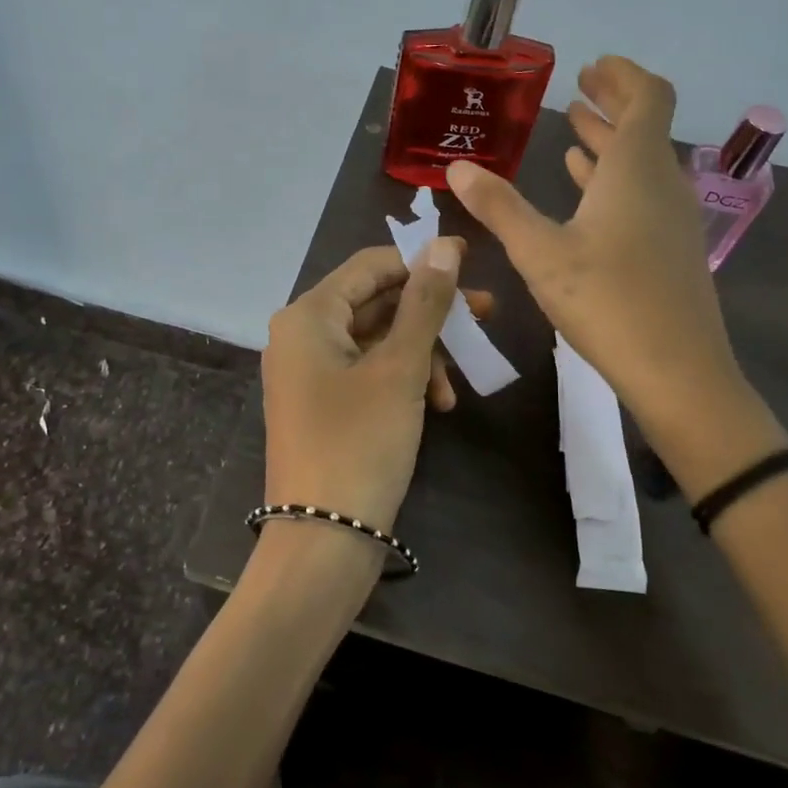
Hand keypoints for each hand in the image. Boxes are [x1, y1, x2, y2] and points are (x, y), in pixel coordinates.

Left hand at [261, 239, 486, 531]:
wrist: (322, 542)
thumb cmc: (360, 444)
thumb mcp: (400, 369)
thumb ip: (424, 303)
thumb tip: (445, 245)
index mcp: (308, 316)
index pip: (370, 265)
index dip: (421, 260)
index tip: (472, 262)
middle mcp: (301, 335)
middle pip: (375, 302)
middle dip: (430, 313)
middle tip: (485, 316)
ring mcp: (310, 372)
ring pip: (377, 340)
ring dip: (421, 354)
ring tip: (455, 386)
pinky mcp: (323, 404)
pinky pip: (368, 372)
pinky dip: (403, 380)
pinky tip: (438, 404)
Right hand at [446, 57, 775, 484]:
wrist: (678, 372)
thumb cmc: (607, 301)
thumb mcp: (540, 253)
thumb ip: (499, 207)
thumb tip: (457, 168)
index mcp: (636, 169)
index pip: (648, 96)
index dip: (622, 75)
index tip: (591, 66)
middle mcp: (661, 183)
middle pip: (644, 126)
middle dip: (611, 103)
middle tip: (579, 88)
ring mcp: (671, 218)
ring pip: (640, 164)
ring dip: (608, 143)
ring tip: (573, 131)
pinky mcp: (669, 249)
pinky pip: (641, 196)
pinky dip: (612, 180)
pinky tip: (586, 191)